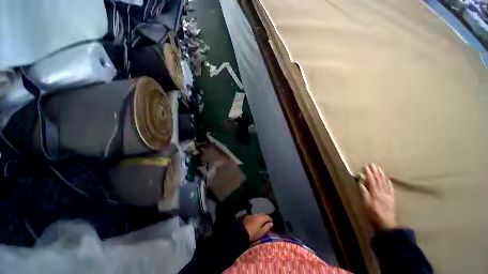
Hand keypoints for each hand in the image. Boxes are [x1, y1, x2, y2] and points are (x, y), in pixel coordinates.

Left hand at [242, 214, 272, 241]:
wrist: (240, 232)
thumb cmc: (253, 233)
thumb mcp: (261, 232)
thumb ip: (267, 227)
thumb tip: (271, 223)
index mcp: (261, 217)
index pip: (268, 217)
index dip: (270, 221)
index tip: (271, 226)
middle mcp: (257, 214)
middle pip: (263, 215)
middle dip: (265, 219)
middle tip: (266, 225)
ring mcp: (251, 215)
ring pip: (258, 216)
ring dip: (260, 219)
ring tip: (260, 225)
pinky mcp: (247, 217)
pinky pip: (253, 217)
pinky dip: (255, 219)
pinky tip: (254, 224)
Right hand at [358, 163, 395, 231]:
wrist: (386, 224)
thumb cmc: (372, 214)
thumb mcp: (365, 204)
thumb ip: (363, 192)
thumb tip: (360, 182)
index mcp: (374, 193)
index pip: (371, 180)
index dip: (369, 173)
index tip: (366, 166)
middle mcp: (382, 192)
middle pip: (379, 180)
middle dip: (375, 172)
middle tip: (373, 164)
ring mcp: (387, 195)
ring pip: (385, 183)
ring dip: (382, 175)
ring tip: (379, 169)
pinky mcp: (391, 199)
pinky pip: (390, 189)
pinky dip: (389, 183)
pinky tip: (388, 179)